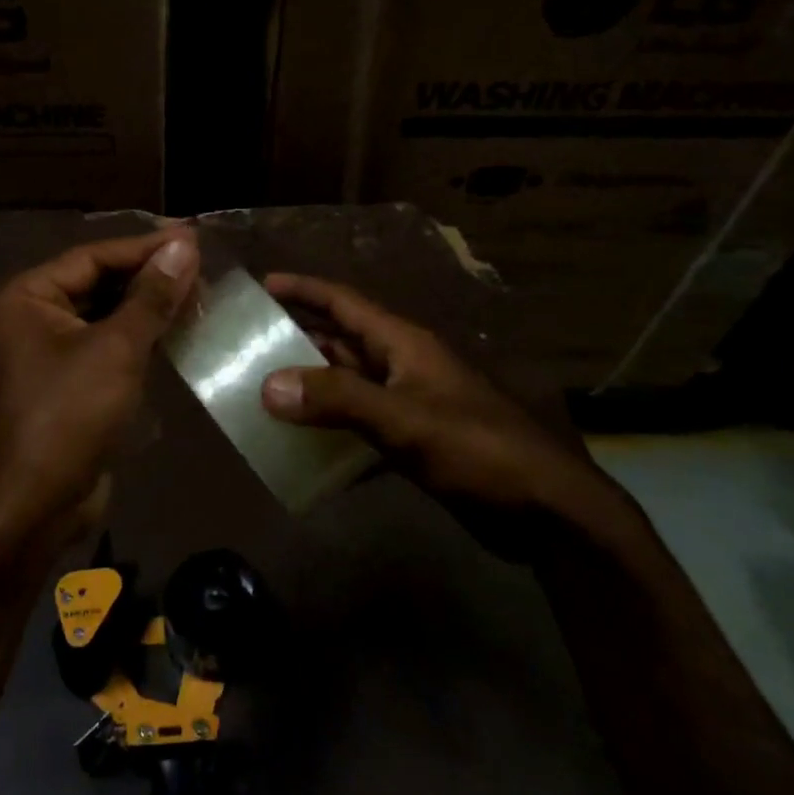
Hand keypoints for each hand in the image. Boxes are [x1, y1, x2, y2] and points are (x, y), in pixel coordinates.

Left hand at [0, 227, 199, 560]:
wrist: (32, 508)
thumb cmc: (67, 417)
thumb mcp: (115, 350)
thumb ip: (151, 296)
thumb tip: (184, 246)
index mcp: (26, 297)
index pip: (93, 256)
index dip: (145, 247)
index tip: (194, 239)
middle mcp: (30, 318)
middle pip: (97, 283)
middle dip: (148, 277)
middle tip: (202, 268)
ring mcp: (46, 354)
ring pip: (105, 316)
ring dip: (148, 308)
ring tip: (199, 295)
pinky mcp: (66, 385)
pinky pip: (105, 348)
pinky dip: (139, 339)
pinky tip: (177, 333)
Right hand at [258, 273, 612, 523]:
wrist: (545, 510)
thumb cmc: (478, 449)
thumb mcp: (405, 419)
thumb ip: (338, 400)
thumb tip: (269, 385)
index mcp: (404, 344)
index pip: (344, 303)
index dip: (303, 289)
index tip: (261, 284)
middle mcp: (403, 365)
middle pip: (341, 341)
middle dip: (297, 339)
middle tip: (247, 345)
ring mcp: (410, 403)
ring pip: (349, 384)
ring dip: (311, 386)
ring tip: (262, 392)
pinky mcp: (415, 440)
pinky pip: (361, 424)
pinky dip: (332, 430)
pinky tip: (303, 446)